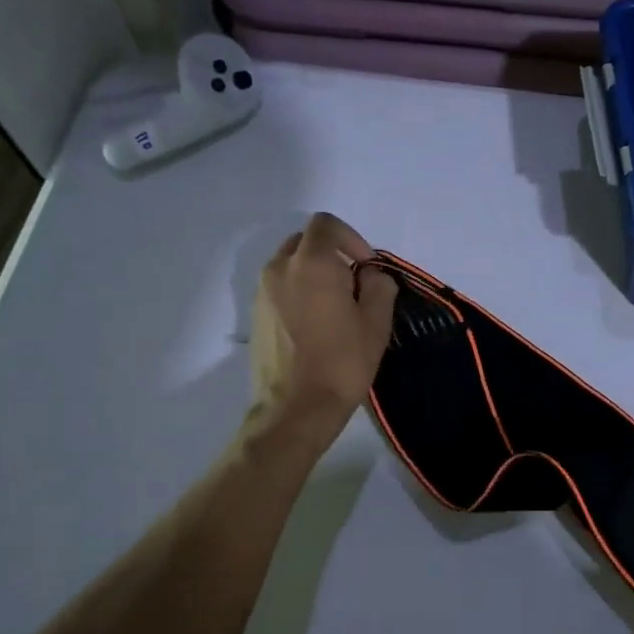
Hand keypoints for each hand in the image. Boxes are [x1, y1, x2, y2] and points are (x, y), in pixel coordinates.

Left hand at [250, 213, 396, 433]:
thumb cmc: (342, 362)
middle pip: (306, 241)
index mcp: (312, 263)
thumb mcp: (376, 322)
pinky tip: (316, 325)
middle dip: (332, 253)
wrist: (296, 408)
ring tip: (334, 307)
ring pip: (290, 264)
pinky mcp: (255, 315)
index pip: (327, 224)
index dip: (352, 238)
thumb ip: (378, 286)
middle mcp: (280, 268)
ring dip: (314, 273)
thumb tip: (369, 275)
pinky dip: (298, 291)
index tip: (366, 267)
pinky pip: (279, 287)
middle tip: (353, 284)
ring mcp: (262, 292)